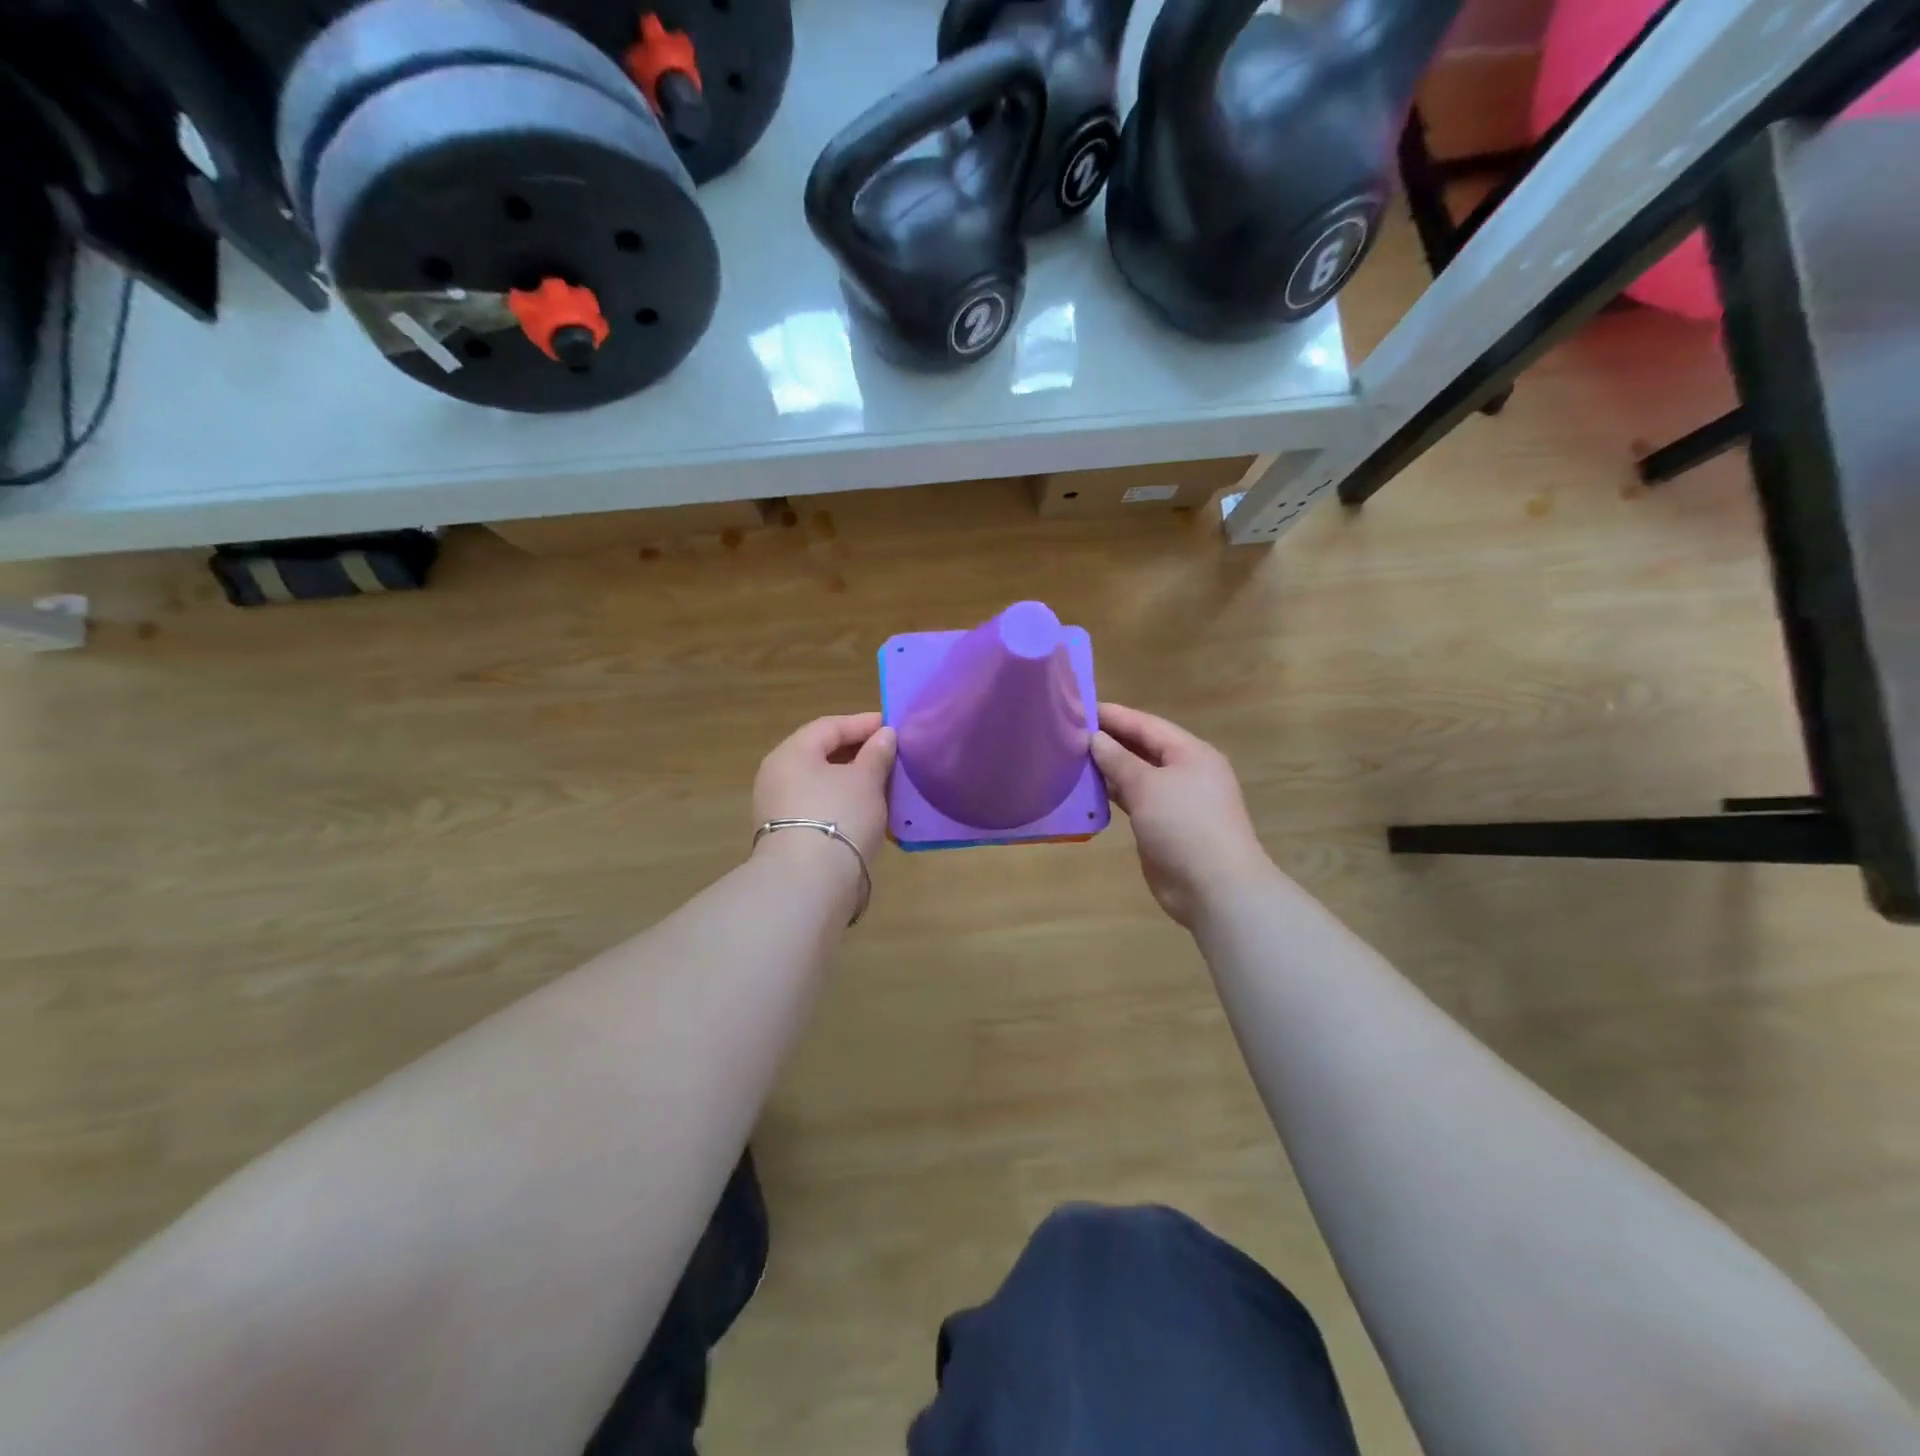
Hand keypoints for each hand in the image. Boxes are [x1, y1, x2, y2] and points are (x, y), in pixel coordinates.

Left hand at [752, 712, 896, 861]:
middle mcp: (778, 776)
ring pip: (823, 784)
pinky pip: (821, 809)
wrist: (809, 883)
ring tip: (887, 785)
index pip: (829, 727)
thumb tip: (885, 735)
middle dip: (859, 754)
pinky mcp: (789, 836)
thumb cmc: (839, 817)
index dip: (863, 723)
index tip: (893, 726)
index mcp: (791, 753)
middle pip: (823, 755)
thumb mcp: (866, 780)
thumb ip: (877, 753)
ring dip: (854, 782)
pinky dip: (845, 805)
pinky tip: (870, 813)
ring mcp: (779, 808)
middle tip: (892, 755)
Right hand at [1091, 703, 1270, 927]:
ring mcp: (1176, 802)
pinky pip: (1135, 801)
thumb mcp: (1147, 786)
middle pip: (1143, 748)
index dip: (1114, 716)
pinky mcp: (1164, 827)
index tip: (1079, 707)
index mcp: (1190, 753)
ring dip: (1108, 769)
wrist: (1215, 887)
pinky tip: (1087, 792)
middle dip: (1109, 741)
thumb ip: (1119, 759)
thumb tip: (1095, 738)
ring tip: (1071, 758)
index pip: (1147, 725)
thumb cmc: (1184, 825)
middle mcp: (1185, 772)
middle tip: (1069, 732)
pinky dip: (1113, 795)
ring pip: (1137, 776)